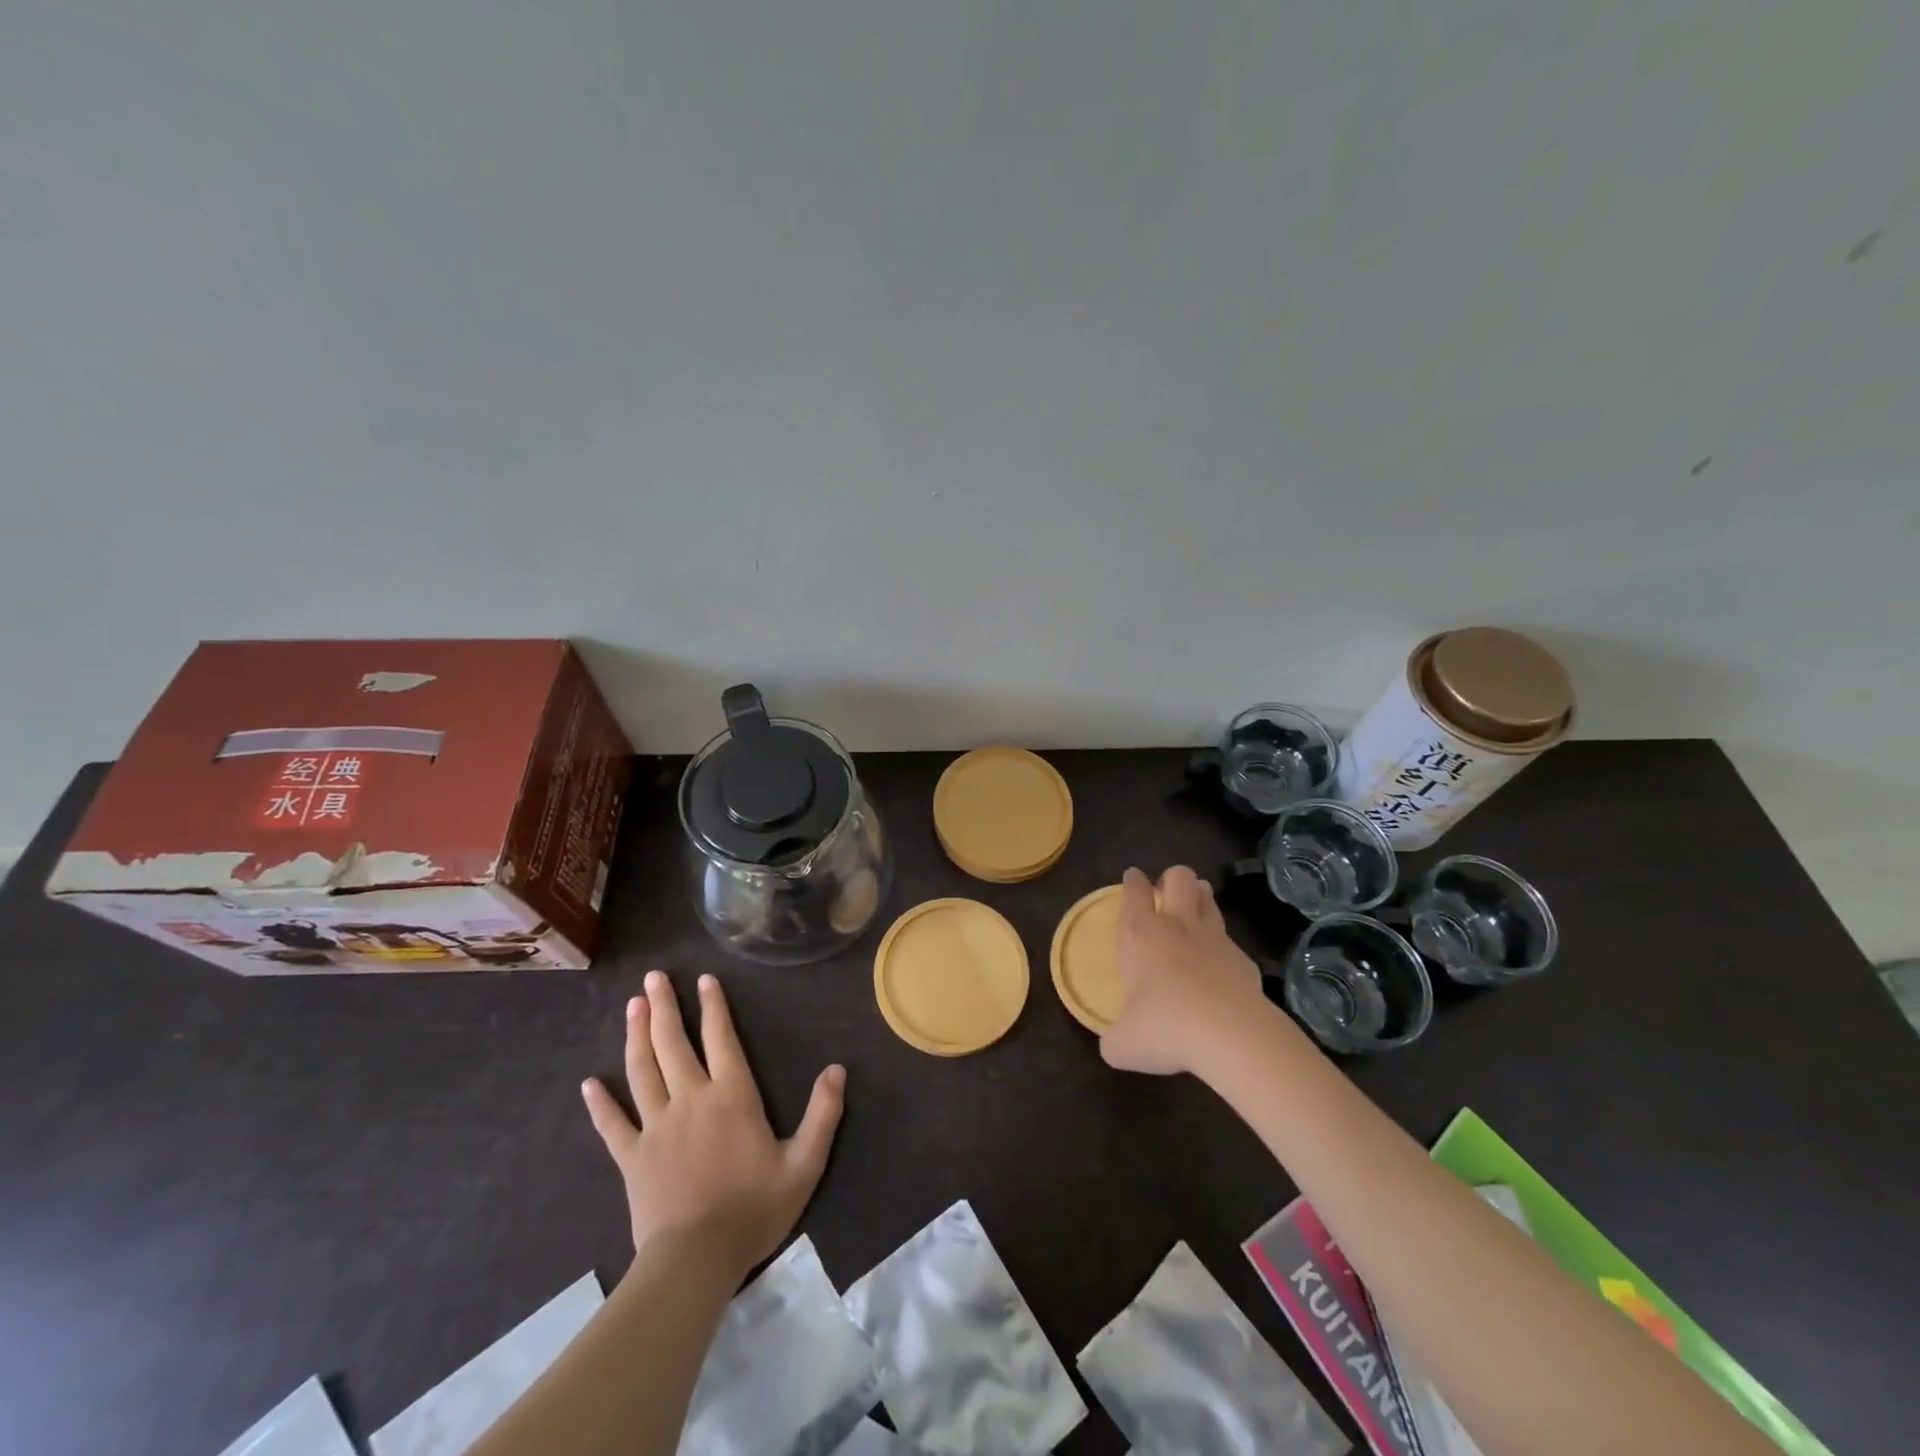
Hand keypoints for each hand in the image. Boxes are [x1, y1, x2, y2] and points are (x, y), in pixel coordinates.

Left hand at [582, 971, 844, 1275]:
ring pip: (643, 1071)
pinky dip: (600, 1103)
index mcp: (732, 1096)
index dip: (713, 1007)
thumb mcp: (804, 1163)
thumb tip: (837, 1069)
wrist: (696, 1260)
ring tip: (631, 1006)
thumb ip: (823, 1114)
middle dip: (663, 1007)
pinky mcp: (631, 1157)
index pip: (721, 1039)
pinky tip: (589, 1084)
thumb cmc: (754, 1209)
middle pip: (673, 1043)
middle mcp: (691, 1099)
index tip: (703, 980)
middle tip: (652, 978)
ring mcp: (656, 1126)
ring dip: (636, 1035)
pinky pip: (612, 1124)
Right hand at [1100, 865, 1268, 1076]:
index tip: (1133, 877)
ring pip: (1208, 899)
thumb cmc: (1165, 1028)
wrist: (1231, 1036)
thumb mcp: (1123, 1044)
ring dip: (1200, 899)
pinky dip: (1222, 949)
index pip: (1135, 891)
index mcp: (1140, 935)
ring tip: (1194, 911)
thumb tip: (1116, 1043)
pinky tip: (1219, 969)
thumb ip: (1116, 1037)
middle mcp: (1177, 926)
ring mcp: (1215, 939)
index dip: (1133, 881)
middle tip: (1166, 893)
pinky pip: (1230, 942)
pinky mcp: (1244, 960)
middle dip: (1172, 878)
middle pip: (1178, 877)